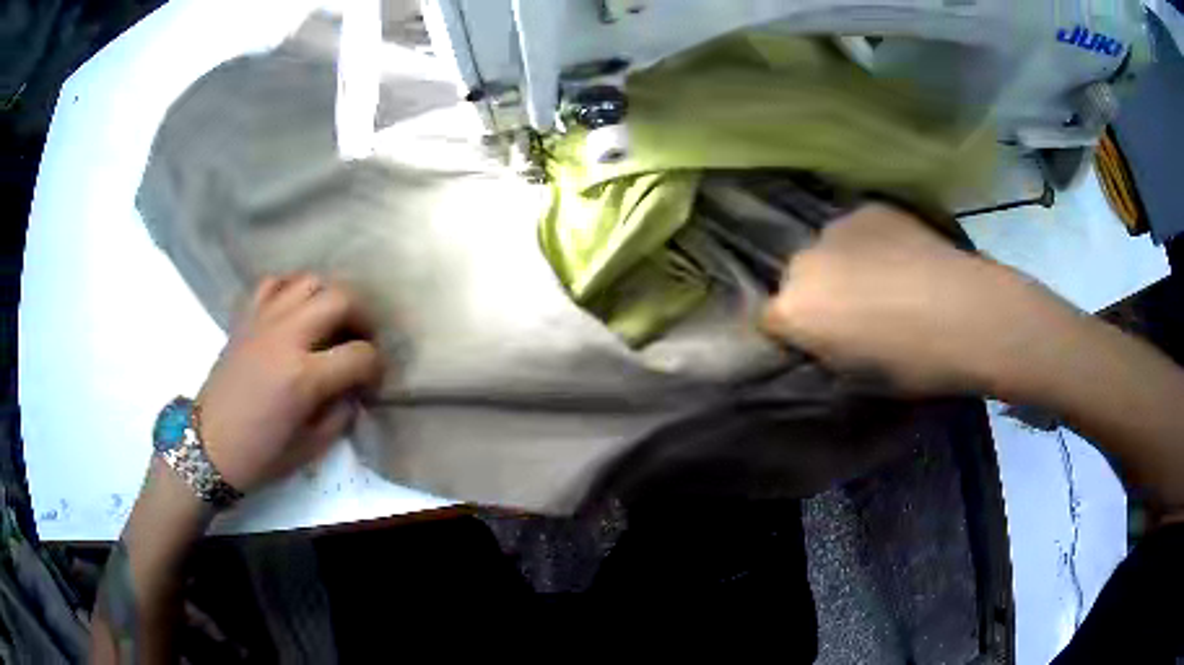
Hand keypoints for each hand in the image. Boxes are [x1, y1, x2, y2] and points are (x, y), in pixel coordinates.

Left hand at [196, 274, 383, 491]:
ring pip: (310, 281)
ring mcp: (263, 321)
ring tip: (331, 321)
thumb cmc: (260, 455)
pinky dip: (291, 289)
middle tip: (363, 339)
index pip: (361, 355)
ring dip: (330, 297)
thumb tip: (354, 389)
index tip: (373, 381)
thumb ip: (341, 413)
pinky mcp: (245, 318)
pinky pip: (274, 283)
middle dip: (364, 317)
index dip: (377, 367)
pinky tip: (295, 310)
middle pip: (341, 299)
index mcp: (303, 377)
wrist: (208, 446)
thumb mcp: (311, 447)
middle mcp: (286, 337)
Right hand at [760, 204, 1079, 394]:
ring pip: (827, 250)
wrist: (970, 315)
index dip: (798, 334)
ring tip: (882, 279)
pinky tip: (901, 257)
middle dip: (816, 295)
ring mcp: (837, 227)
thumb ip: (826, 350)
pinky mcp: (870, 208)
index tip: (824, 344)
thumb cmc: (915, 364)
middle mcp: (804, 261)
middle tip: (855, 312)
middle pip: (796, 279)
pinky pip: (858, 230)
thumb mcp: (858, 377)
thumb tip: (824, 335)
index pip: (771, 320)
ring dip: (842, 265)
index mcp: (794, 310)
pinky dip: (869, 244)